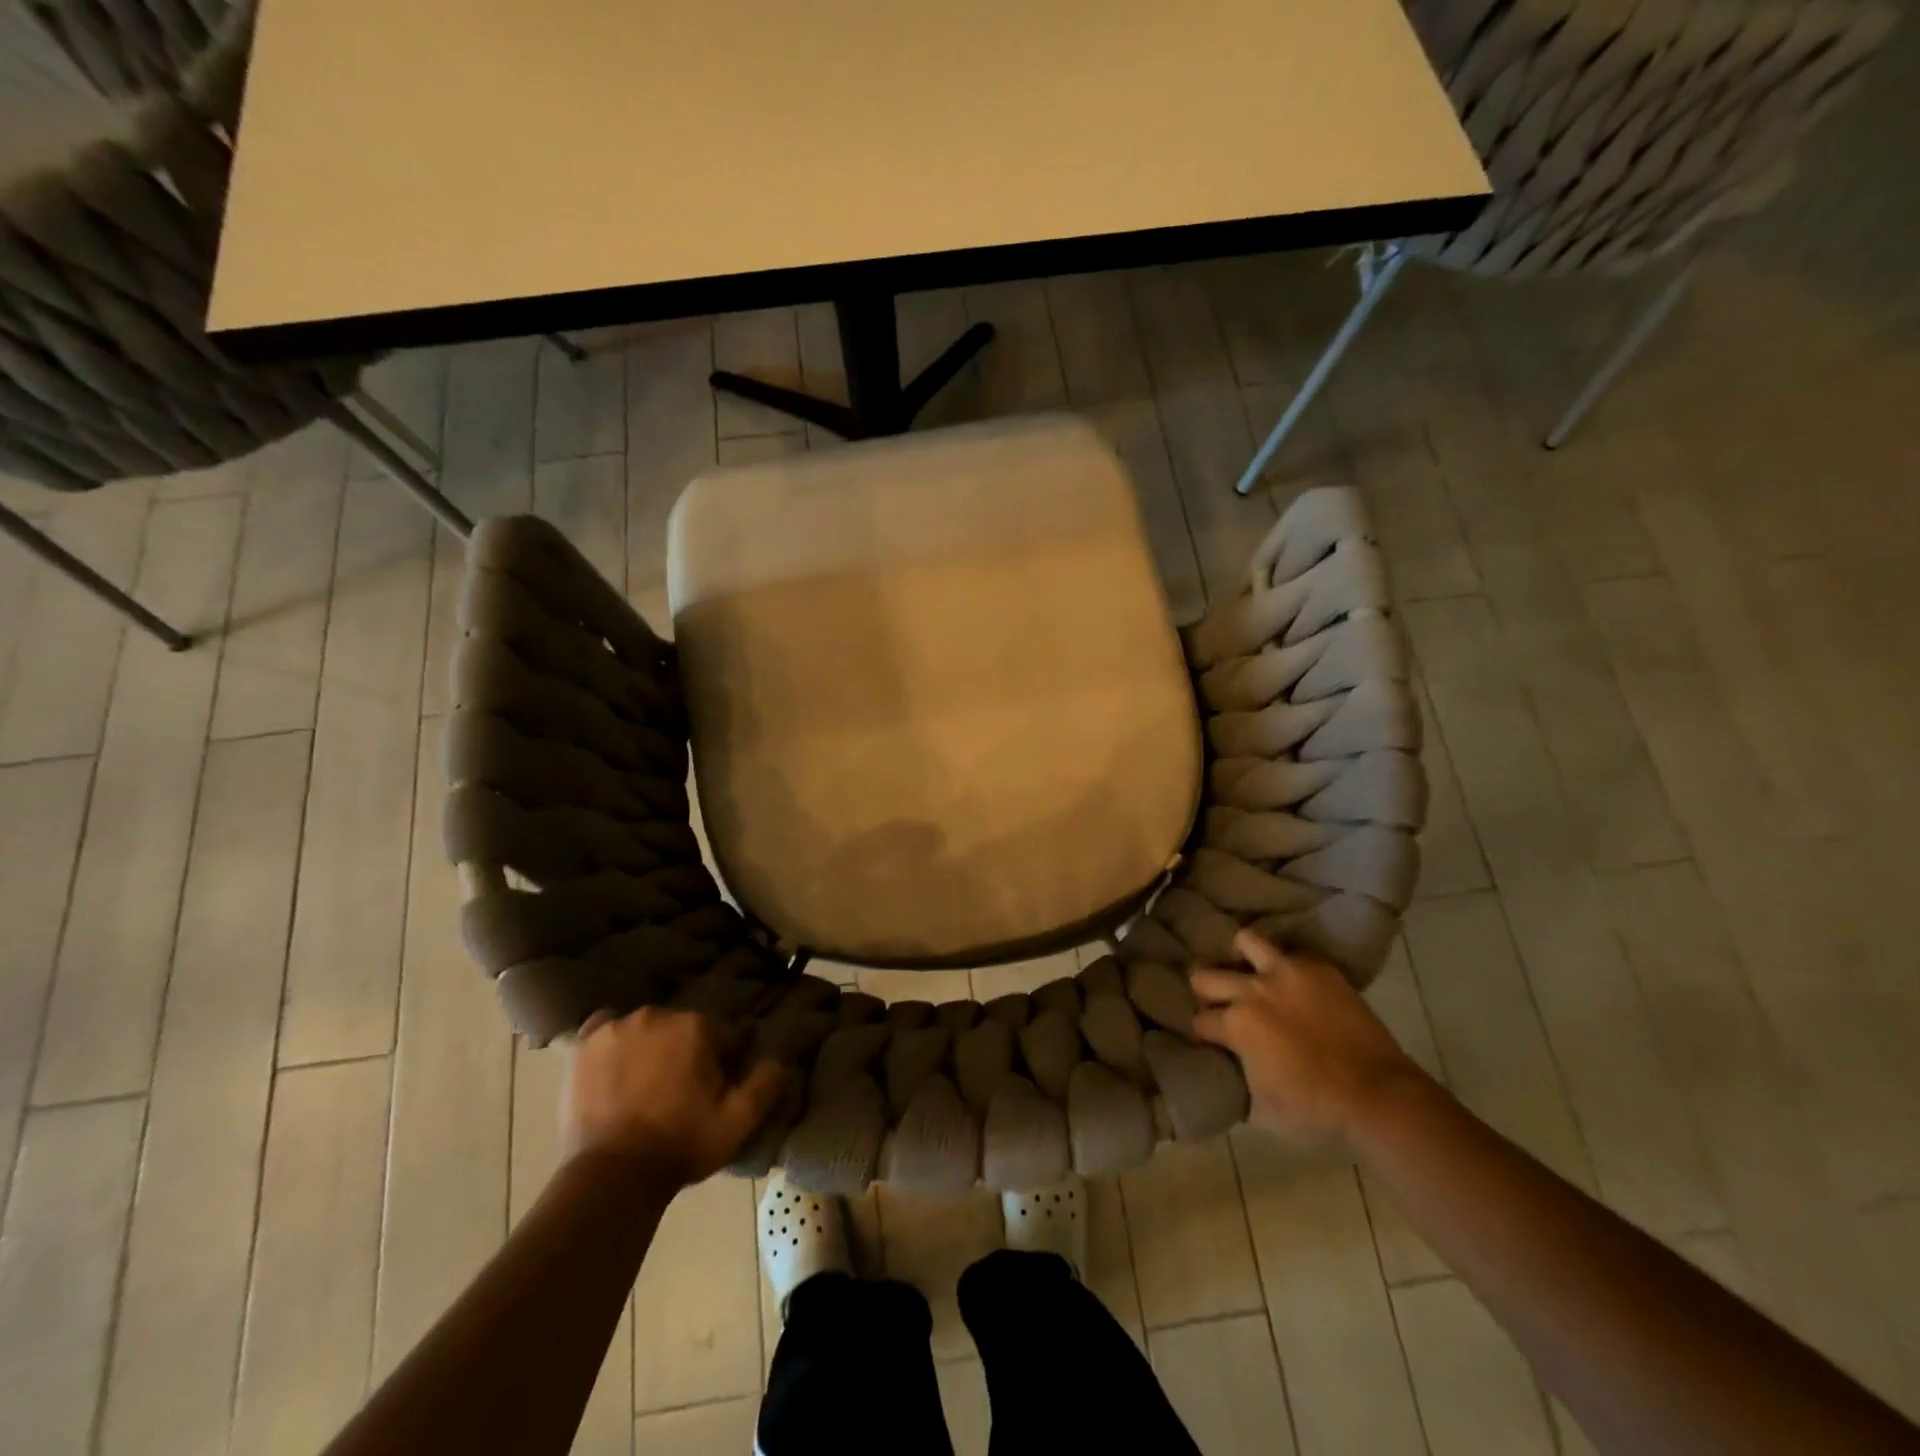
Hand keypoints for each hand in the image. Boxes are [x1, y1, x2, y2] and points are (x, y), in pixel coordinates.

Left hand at [562, 1007, 788, 1188]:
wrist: (610, 1176)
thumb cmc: (680, 1145)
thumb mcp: (737, 1122)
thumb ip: (766, 1084)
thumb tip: (785, 1056)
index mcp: (697, 1027)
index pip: (723, 1034)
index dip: (724, 1061)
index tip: (715, 1090)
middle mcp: (658, 1015)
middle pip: (684, 1027)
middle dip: (687, 1052)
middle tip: (680, 1093)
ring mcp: (617, 1027)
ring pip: (647, 1028)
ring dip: (652, 1047)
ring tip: (645, 1086)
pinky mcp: (585, 1044)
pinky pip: (606, 1027)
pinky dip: (614, 1039)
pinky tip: (615, 1064)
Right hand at [1191, 931, 1426, 1150]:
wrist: (1378, 1096)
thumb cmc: (1316, 1109)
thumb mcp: (1262, 1109)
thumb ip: (1238, 1081)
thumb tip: (1230, 1071)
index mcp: (1236, 1025)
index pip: (1200, 1021)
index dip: (1203, 1033)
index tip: (1210, 1040)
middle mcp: (1253, 990)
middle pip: (1205, 976)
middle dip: (1206, 992)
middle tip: (1219, 1005)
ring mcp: (1287, 973)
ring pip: (1245, 941)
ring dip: (1240, 958)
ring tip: (1249, 972)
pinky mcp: (1319, 969)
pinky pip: (1292, 953)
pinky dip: (1286, 965)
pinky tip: (1292, 982)